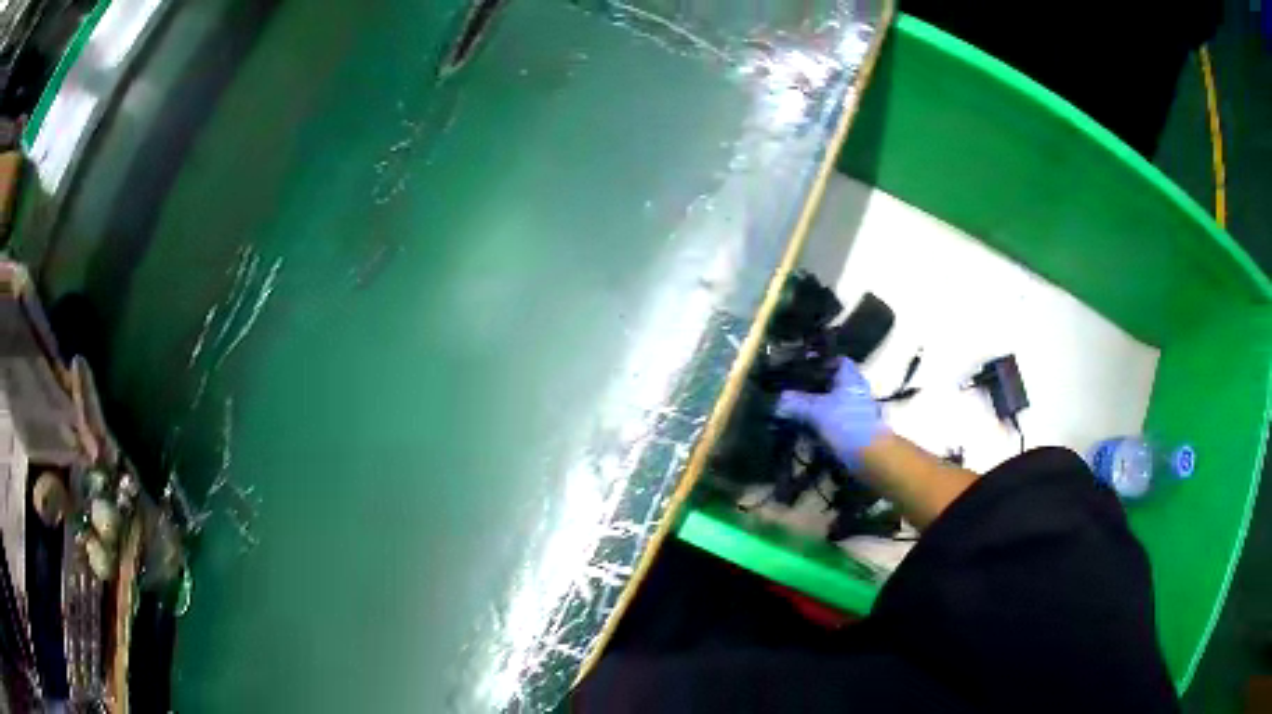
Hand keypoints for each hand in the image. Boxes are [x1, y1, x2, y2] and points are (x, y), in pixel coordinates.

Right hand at [775, 358, 888, 468]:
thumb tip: (779, 399)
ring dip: (816, 407)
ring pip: (832, 403)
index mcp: (850, 378)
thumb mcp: (817, 412)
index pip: (838, 360)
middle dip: (814, 387)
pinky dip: (820, 423)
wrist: (870, 455)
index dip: (822, 362)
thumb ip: (797, 403)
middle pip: (833, 383)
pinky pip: (833, 421)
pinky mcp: (853, 428)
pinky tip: (806, 429)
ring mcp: (856, 410)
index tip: (803, 368)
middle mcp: (855, 390)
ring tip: (795, 411)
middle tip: (794, 390)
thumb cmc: (847, 424)